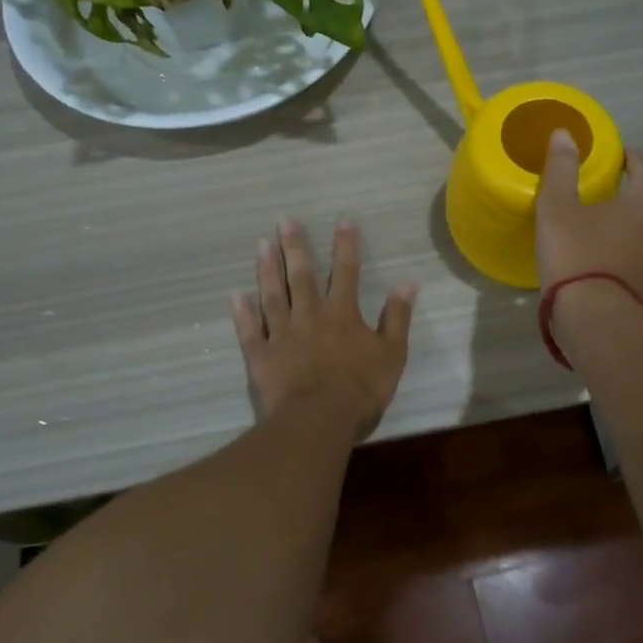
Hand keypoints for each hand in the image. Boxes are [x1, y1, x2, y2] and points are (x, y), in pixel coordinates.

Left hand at [232, 219, 416, 436]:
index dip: (346, 245)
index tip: (343, 220)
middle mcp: (309, 315)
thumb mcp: (391, 355)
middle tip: (284, 221)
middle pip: (301, 275)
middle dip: (294, 246)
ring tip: (262, 245)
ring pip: (272, 294)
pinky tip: (235, 295)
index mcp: (342, 314)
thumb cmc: (359, 390)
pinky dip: (242, 313)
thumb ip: (397, 318)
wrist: (317, 421)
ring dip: (267, 269)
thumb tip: (408, 284)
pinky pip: (248, 330)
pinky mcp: (260, 355)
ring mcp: (281, 333)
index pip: (346, 271)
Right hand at [536, 130, 642, 307]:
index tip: (610, 156)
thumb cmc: (578, 255)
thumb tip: (564, 134)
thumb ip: (562, 168)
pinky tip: (610, 260)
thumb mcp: (558, 207)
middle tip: (606, 191)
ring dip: (636, 226)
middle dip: (634, 192)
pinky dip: (634, 254)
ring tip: (608, 227)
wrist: (597, 322)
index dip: (627, 157)